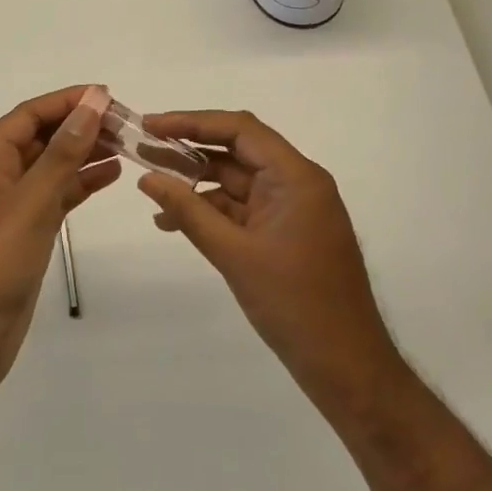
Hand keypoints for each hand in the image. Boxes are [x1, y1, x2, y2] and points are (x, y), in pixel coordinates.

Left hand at [0, 85, 119, 397]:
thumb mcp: (29, 202)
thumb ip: (63, 152)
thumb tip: (92, 102)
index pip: (30, 115)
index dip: (67, 100)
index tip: (108, 95)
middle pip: (42, 138)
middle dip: (80, 125)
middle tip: (126, 123)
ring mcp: (11, 209)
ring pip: (52, 167)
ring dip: (85, 153)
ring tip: (126, 144)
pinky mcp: (25, 237)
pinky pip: (56, 198)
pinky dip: (81, 185)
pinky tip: (111, 176)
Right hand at [136, 110, 397, 414]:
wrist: (348, 369)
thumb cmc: (294, 305)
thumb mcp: (233, 254)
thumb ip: (188, 211)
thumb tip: (147, 178)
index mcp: (295, 176)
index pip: (239, 129)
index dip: (192, 121)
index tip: (151, 125)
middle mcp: (297, 182)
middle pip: (237, 150)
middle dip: (189, 150)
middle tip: (143, 149)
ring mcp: (292, 208)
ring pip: (237, 181)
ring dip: (196, 184)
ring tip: (151, 188)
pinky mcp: (286, 233)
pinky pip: (243, 209)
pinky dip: (211, 211)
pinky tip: (174, 222)